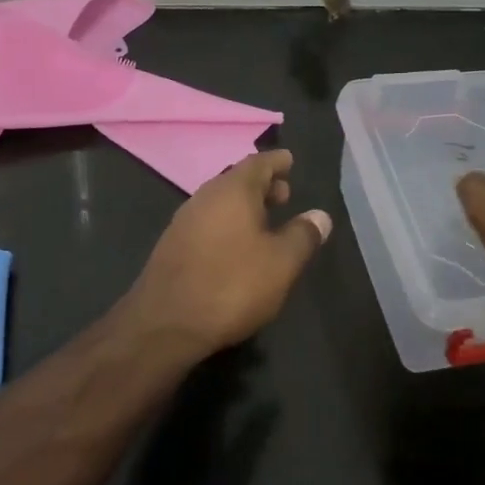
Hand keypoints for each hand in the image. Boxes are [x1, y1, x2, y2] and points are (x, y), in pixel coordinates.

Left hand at [122, 150, 331, 357]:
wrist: (165, 324)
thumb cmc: (231, 285)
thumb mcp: (281, 263)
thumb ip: (303, 235)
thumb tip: (320, 215)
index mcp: (232, 190)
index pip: (259, 163)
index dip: (277, 162)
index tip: (290, 160)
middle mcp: (205, 196)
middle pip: (237, 180)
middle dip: (263, 185)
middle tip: (285, 195)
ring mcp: (184, 220)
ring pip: (221, 201)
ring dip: (244, 206)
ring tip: (265, 221)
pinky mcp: (173, 245)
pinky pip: (208, 221)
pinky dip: (227, 223)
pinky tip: (236, 245)